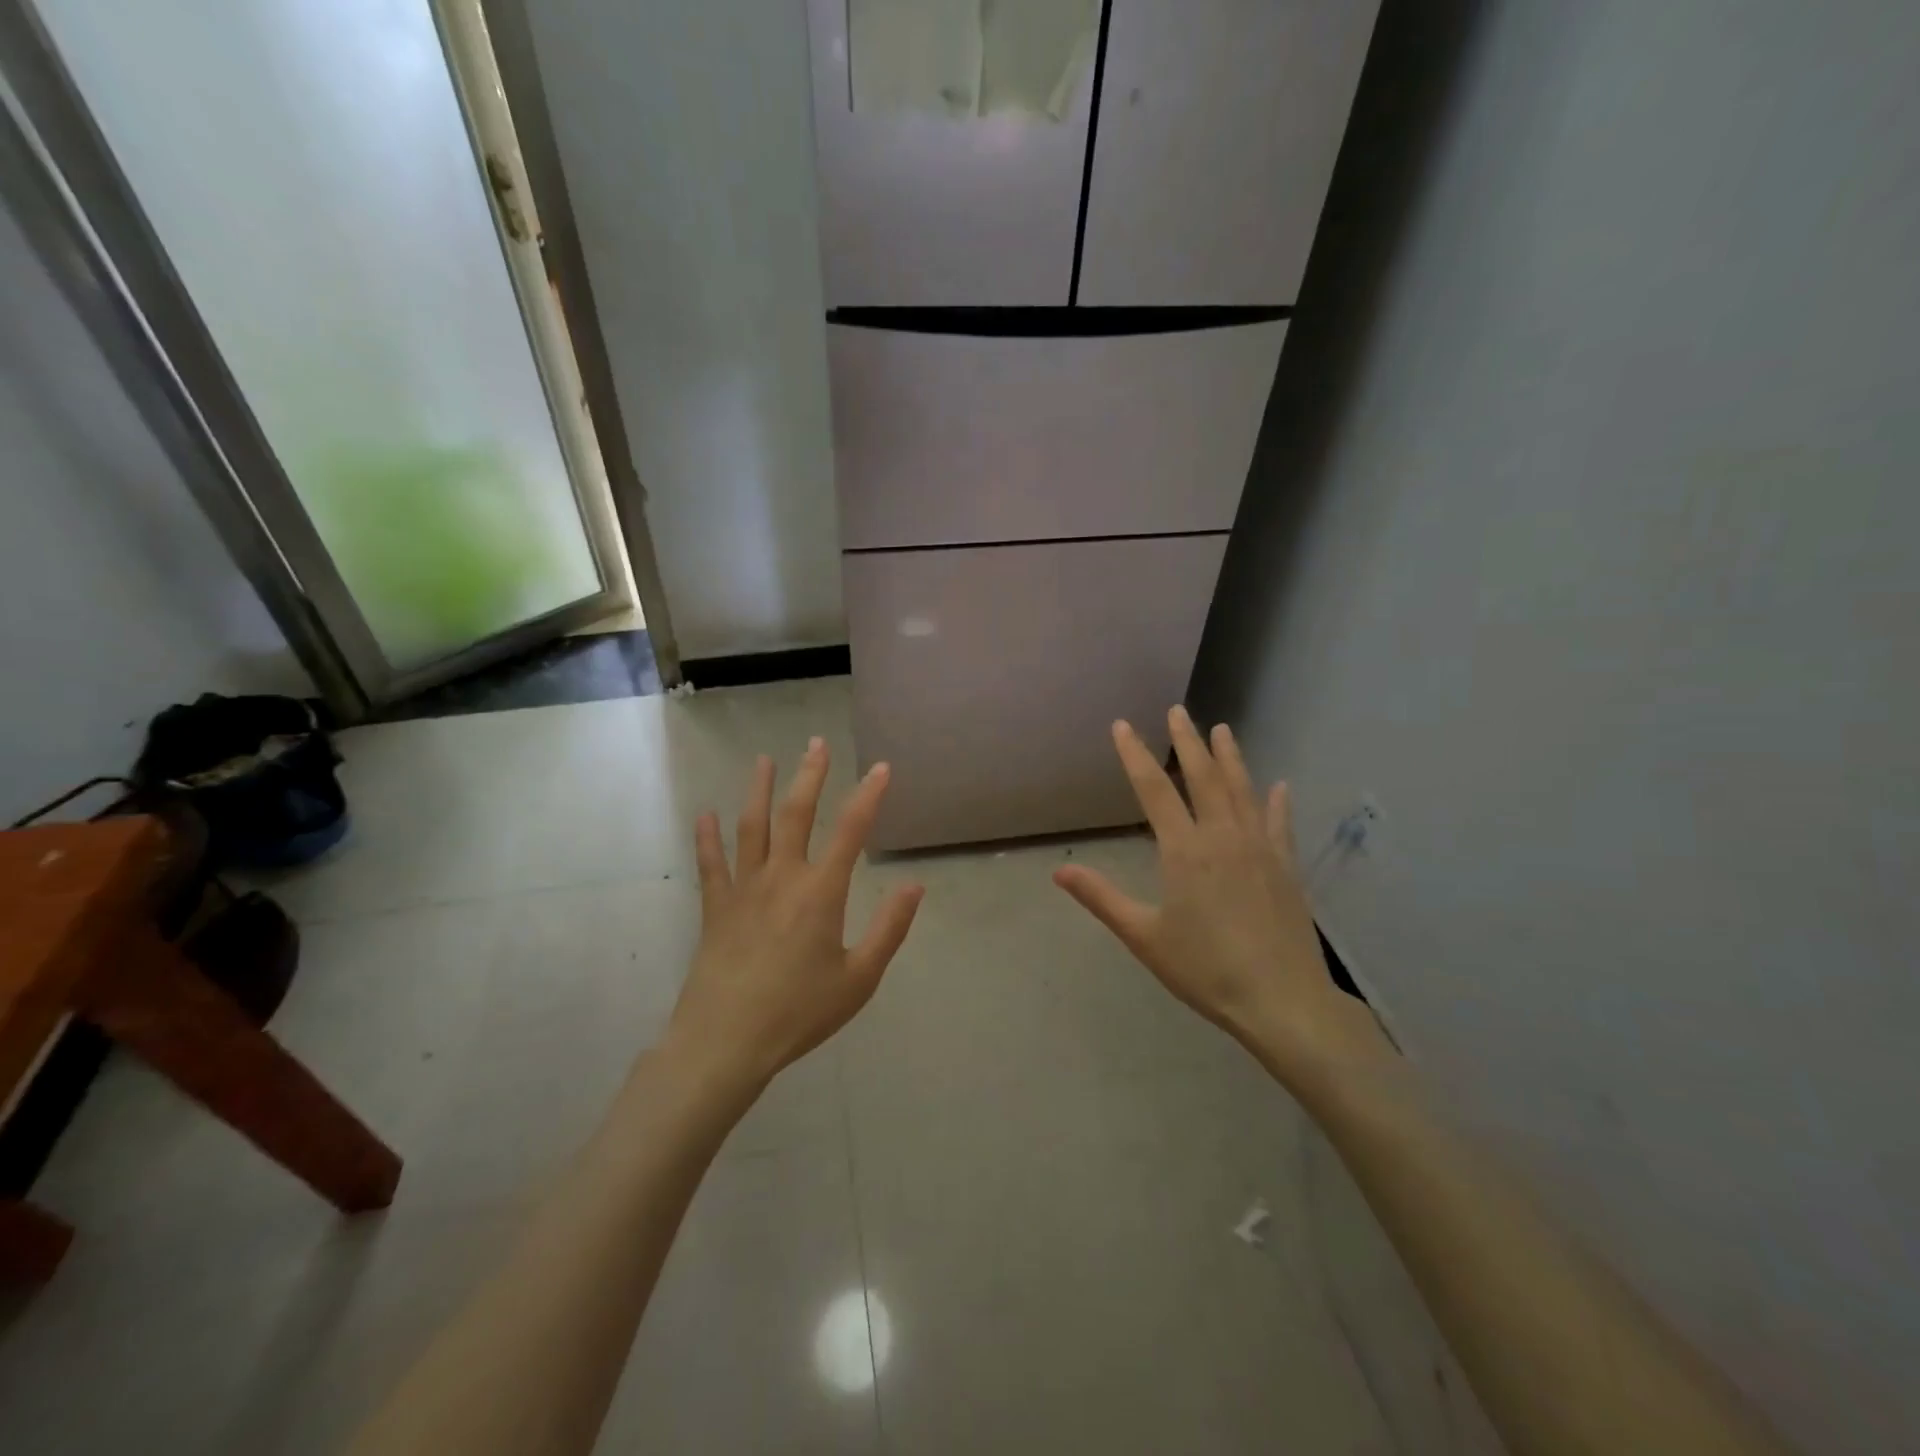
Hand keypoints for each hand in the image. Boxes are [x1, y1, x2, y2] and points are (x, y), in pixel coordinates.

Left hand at [667, 739, 923, 1093]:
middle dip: (810, 776)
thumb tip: (915, 885)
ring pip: (751, 828)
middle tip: (816, 743)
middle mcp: (782, 878)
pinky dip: (707, 837)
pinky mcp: (716, 909)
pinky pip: (710, 864)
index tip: (881, 768)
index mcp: (821, 893)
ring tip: (764, 761)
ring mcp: (743, 890)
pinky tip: (705, 814)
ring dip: (760, 791)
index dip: (868, 796)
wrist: (726, 1042)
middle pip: (796, 815)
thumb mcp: (859, 979)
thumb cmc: (799, 1013)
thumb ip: (889, 929)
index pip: (851, 831)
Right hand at [1053, 707, 1383, 1082]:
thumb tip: (1059, 871)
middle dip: (1187, 742)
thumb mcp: (1144, 937)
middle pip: (1203, 777)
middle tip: (1178, 711)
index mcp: (1184, 851)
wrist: (1282, 1000)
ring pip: (1243, 791)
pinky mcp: (1286, 867)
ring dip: (1231, 757)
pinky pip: (1279, 824)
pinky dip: (1277, 802)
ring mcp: (1260, 849)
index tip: (1122, 725)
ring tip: (1223, 729)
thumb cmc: (1206, 970)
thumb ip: (1102, 899)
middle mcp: (1223, 837)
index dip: (1135, 755)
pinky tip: (1280, 786)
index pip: (1154, 790)